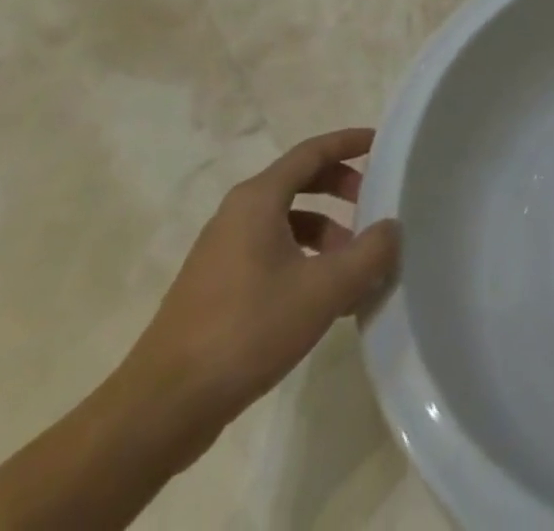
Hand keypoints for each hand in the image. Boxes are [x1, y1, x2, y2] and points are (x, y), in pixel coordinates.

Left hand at [118, 129, 399, 451]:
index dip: (349, 143)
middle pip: (299, 181)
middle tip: (373, 204)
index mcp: (258, 200)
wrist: (161, 410)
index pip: (312, 151)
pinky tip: (323, 299)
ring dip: (326, 231)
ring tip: (354, 265)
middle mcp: (236, 214)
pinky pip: (271, 252)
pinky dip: (303, 259)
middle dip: (341, 187)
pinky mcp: (215, 288)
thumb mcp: (324, 290)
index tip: (382, 144)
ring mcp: (221, 252)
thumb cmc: (246, 331)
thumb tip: (392, 229)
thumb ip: (369, 253)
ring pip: (286, 221)